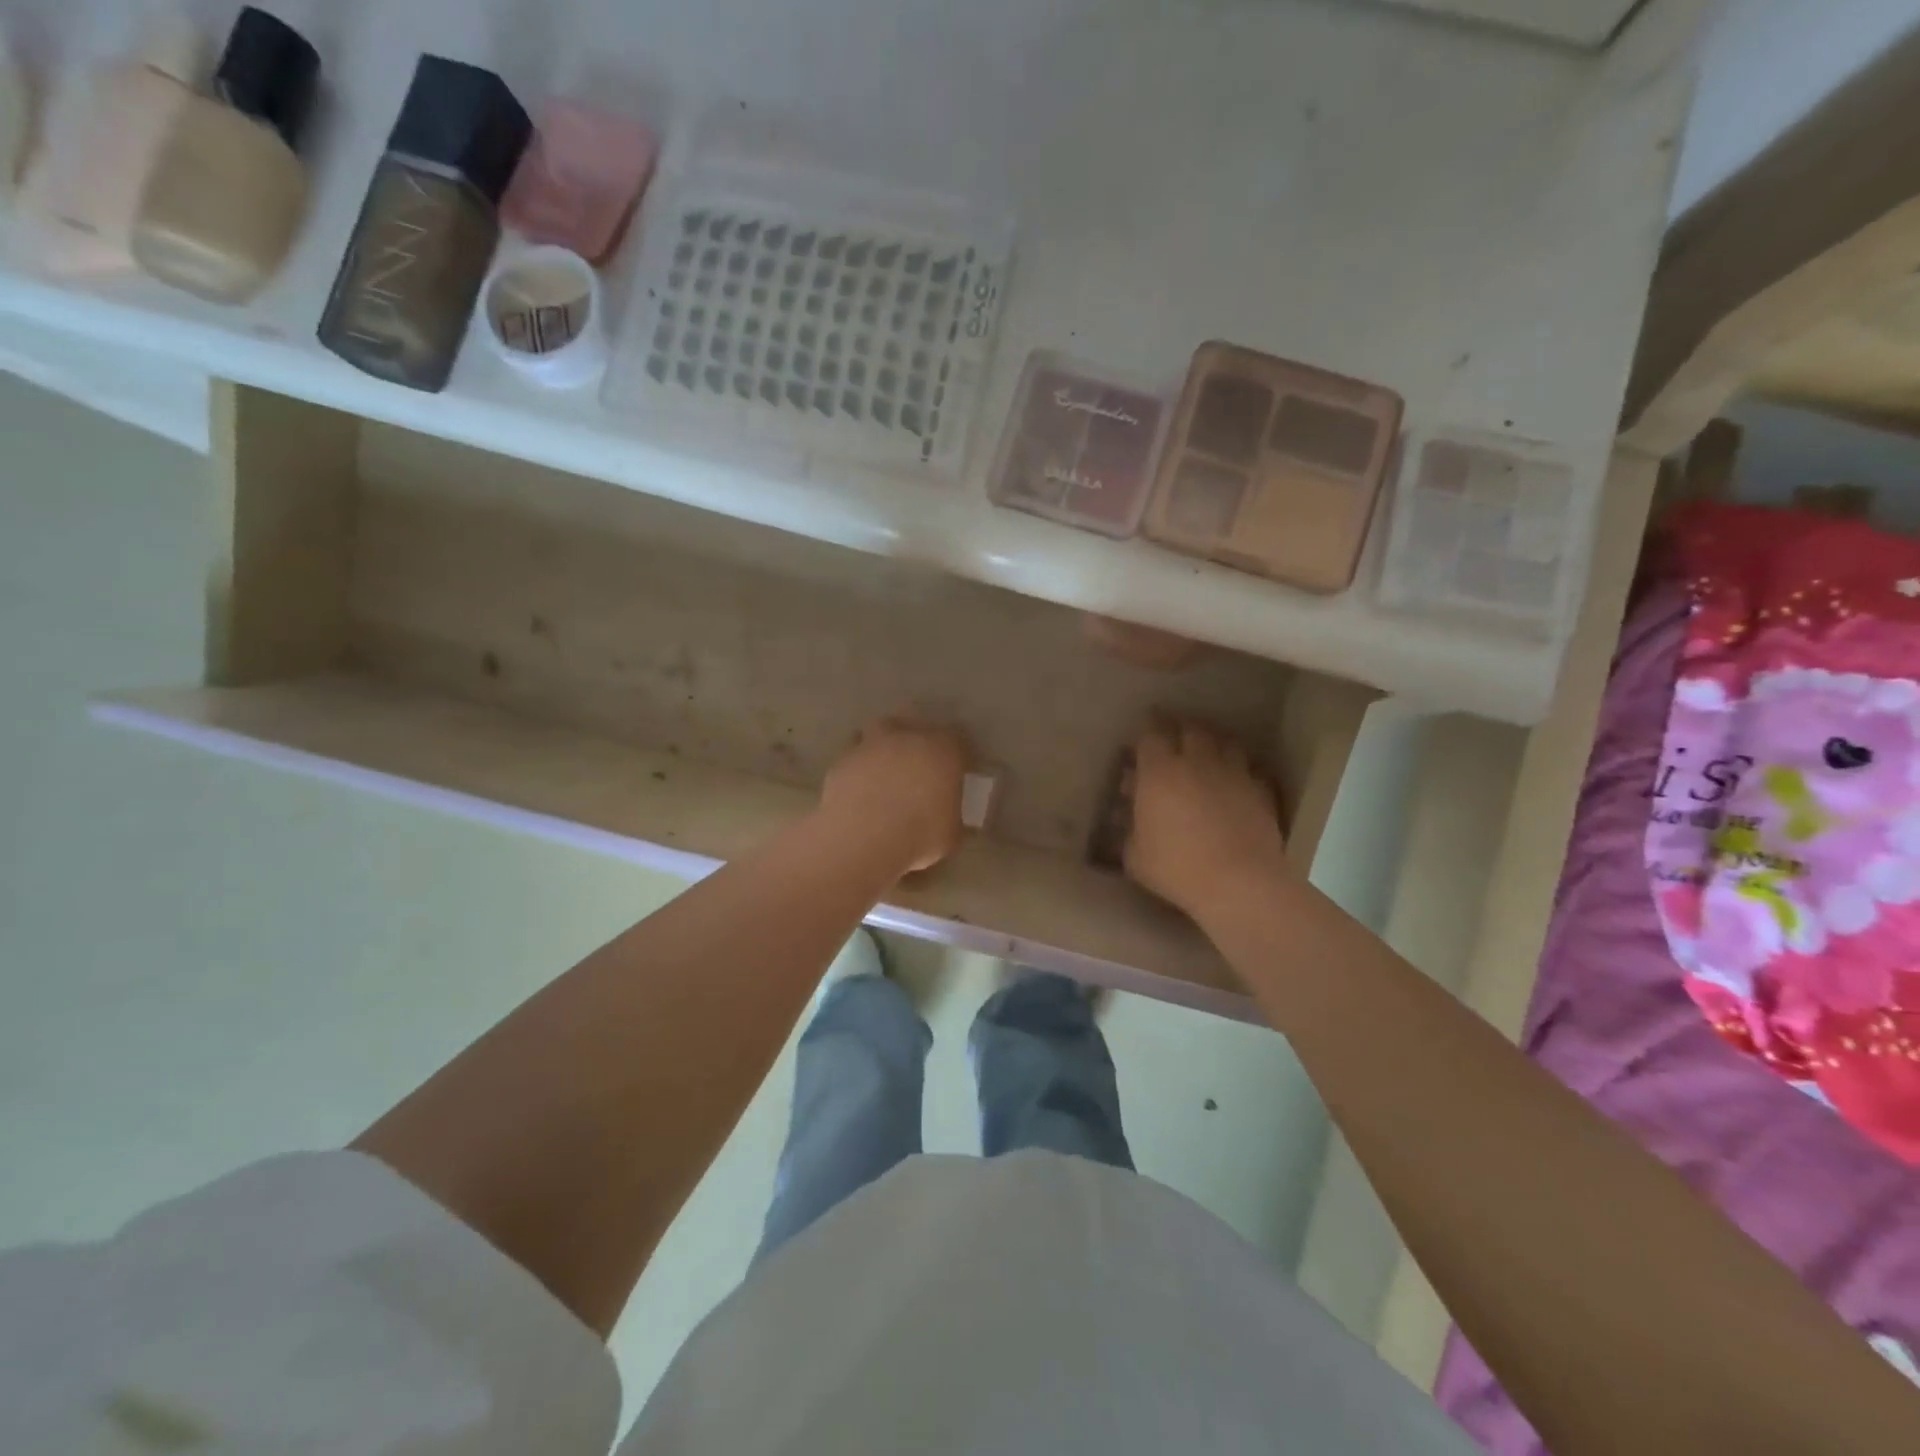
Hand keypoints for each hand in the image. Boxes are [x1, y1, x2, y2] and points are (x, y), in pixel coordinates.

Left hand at [818, 718, 970, 872]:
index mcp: (942, 750)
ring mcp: (870, 745)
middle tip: (918, 765)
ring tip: (884, 768)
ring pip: (879, 731)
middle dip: (917, 740)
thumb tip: (954, 820)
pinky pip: (853, 755)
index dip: (956, 753)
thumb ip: (954, 819)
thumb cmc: (918, 837)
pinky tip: (859, 787)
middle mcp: (907, 737)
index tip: (956, 768)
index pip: (957, 738)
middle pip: (914, 725)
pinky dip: (858, 765)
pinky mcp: (841, 760)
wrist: (862, 841)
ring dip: (884, 744)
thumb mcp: (950, 836)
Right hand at [1124, 720, 1288, 923]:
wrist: (1240, 883)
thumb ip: (1129, 830)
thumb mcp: (1135, 856)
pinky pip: (1251, 769)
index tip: (1142, 737)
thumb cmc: (1177, 868)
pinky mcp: (1261, 790)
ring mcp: (1234, 773)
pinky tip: (1238, 782)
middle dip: (1180, 729)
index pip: (1151, 735)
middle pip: (1190, 729)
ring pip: (1225, 742)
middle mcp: (1197, 762)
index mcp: (1159, 773)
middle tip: (1174, 738)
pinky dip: (1242, 770)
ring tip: (1208, 754)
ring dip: (1214, 743)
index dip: (1146, 732)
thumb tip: (1129, 817)